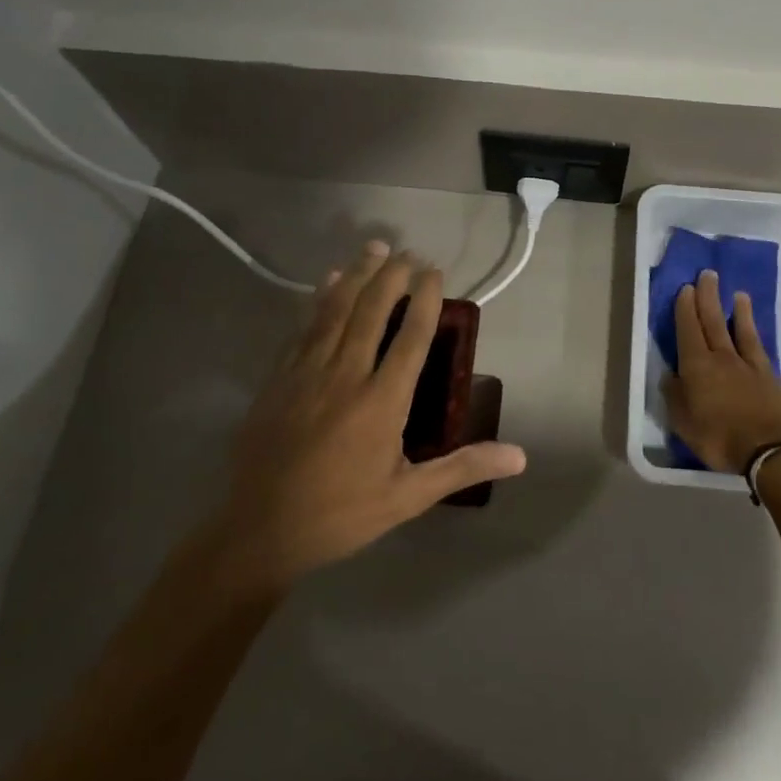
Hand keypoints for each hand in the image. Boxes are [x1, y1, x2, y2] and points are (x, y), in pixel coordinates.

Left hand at [214, 242, 526, 593]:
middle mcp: (346, 376)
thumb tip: (520, 457)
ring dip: (357, 275)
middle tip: (409, 252)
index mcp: (382, 401)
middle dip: (393, 276)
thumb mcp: (408, 497)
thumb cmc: (341, 515)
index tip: (435, 273)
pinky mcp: (278, 379)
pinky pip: (303, 328)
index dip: (426, 299)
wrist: (260, 532)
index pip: (412, 337)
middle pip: (372, 311)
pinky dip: (318, 300)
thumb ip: (461, 467)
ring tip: (374, 248)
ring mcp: (307, 373)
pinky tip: (327, 282)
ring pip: (336, 310)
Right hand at [660, 270, 780, 473]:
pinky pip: (757, 344)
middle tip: (706, 275)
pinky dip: (752, 329)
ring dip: (734, 308)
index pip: (688, 330)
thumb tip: (671, 375)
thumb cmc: (720, 438)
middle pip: (712, 321)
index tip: (685, 288)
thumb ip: (675, 396)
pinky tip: (751, 323)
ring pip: (737, 328)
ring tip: (734, 291)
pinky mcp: (767, 374)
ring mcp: (746, 364)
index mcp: (696, 367)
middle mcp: (720, 357)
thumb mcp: (684, 424)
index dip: (685, 309)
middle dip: (707, 296)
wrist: (770, 450)